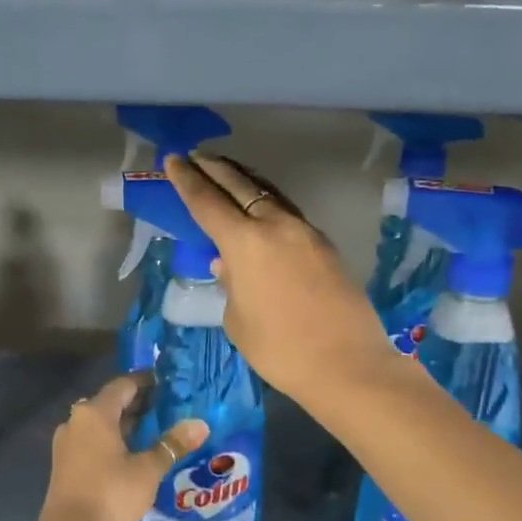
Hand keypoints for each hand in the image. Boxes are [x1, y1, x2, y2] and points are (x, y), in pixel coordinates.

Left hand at [22, 373, 206, 520]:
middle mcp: (76, 421)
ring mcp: (68, 444)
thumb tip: (201, 424)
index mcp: (94, 413)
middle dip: (140, 403)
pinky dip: (115, 441)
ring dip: (128, 424)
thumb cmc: (111, 495)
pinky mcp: (66, 465)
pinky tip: (137, 453)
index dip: (147, 381)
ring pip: (102, 424)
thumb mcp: (148, 470)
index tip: (170, 383)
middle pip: (111, 402)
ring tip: (159, 429)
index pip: (124, 384)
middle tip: (171, 406)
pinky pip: (94, 441)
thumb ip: (173, 444)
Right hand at [164, 153, 394, 403]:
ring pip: (269, 195)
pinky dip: (268, 204)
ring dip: (245, 182)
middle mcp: (276, 226)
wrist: (347, 364)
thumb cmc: (280, 349)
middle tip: (197, 156)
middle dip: (215, 169)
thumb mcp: (238, 320)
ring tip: (227, 174)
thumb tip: (228, 264)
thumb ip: (230, 285)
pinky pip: (288, 214)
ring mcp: (306, 233)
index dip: (187, 181)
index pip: (208, 203)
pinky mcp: (325, 246)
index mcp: (246, 243)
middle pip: (240, 186)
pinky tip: (261, 212)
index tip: (174, 160)